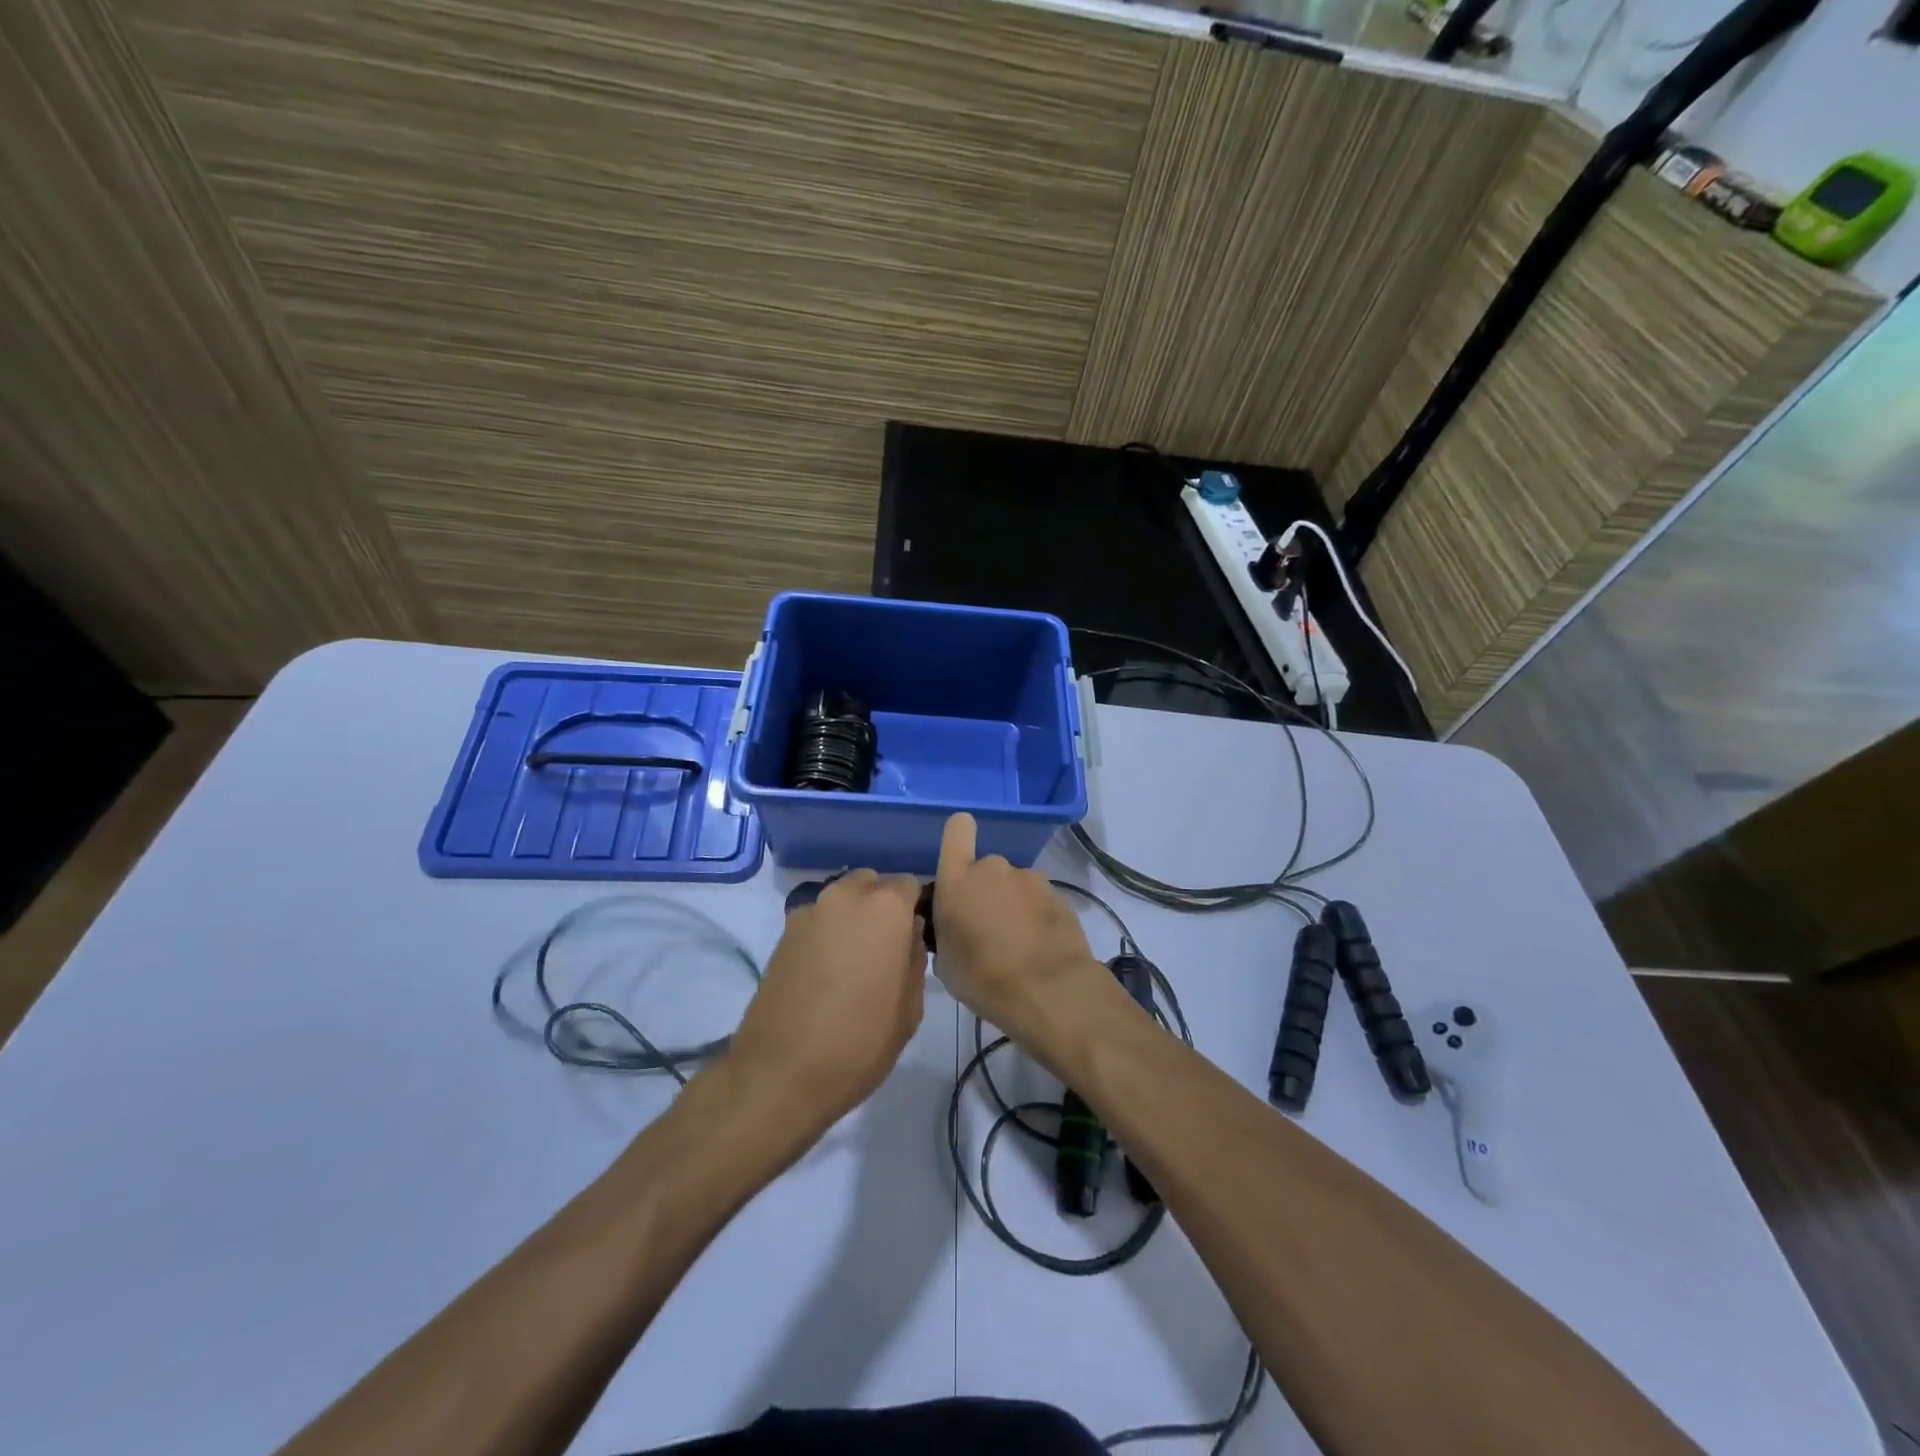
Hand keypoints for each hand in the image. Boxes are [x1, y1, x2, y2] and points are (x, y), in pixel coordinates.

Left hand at [725, 871, 926, 1132]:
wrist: (778, 1075)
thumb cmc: (858, 1043)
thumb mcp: (909, 1008)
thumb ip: (914, 959)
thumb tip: (909, 934)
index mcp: (884, 908)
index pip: (910, 884)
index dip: (917, 907)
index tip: (918, 936)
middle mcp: (845, 897)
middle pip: (872, 884)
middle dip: (883, 905)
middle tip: (888, 946)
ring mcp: (808, 912)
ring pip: (842, 898)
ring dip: (854, 916)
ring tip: (856, 959)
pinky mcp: (783, 934)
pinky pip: (818, 919)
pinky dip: (829, 932)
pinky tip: (828, 970)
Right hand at [932, 813, 1108, 1046]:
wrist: (1048, 990)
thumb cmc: (983, 978)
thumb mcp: (945, 961)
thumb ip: (945, 930)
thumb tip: (954, 926)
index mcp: (958, 879)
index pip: (957, 829)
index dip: (959, 836)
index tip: (959, 858)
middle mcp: (993, 868)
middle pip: (985, 868)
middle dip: (985, 891)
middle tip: (986, 928)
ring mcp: (1029, 878)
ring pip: (1013, 885)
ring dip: (1012, 904)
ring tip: (1016, 943)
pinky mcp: (1058, 895)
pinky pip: (1037, 900)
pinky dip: (1036, 916)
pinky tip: (1038, 947)